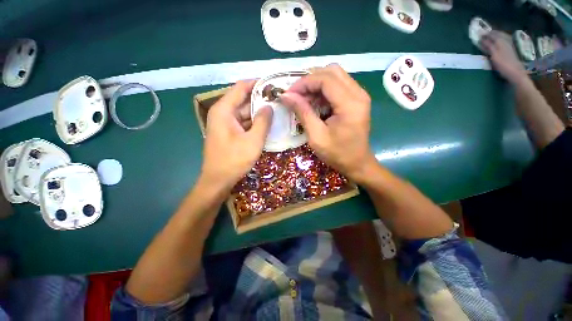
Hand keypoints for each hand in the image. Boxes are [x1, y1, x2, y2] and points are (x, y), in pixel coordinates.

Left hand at [200, 80, 272, 192]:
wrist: (218, 180)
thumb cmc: (234, 160)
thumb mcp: (253, 141)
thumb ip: (262, 122)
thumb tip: (269, 107)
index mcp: (224, 110)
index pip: (241, 87)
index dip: (257, 84)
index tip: (273, 84)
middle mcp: (223, 113)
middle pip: (243, 100)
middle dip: (261, 99)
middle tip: (280, 100)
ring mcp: (226, 124)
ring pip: (244, 112)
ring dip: (259, 112)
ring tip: (277, 110)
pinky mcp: (229, 133)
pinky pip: (243, 123)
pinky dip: (254, 123)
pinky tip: (267, 124)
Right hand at [280, 65, 375, 182]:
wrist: (357, 163)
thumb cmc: (337, 154)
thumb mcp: (316, 136)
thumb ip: (303, 113)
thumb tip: (286, 96)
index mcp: (350, 104)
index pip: (325, 79)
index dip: (304, 83)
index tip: (289, 94)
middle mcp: (358, 94)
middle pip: (332, 71)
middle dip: (310, 80)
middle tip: (296, 95)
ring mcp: (359, 95)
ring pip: (335, 76)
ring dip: (316, 84)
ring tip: (304, 100)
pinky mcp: (356, 100)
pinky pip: (338, 86)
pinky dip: (323, 91)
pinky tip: (315, 103)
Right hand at [480, 31, 527, 83]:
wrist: (516, 73)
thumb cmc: (504, 65)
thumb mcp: (494, 55)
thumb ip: (489, 46)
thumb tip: (482, 39)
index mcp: (501, 41)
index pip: (492, 34)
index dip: (485, 33)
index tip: (478, 33)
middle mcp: (505, 41)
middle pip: (497, 35)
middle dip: (490, 34)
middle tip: (483, 34)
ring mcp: (508, 46)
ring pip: (501, 37)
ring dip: (495, 36)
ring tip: (489, 36)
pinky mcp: (510, 50)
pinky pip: (503, 41)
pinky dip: (498, 40)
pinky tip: (497, 42)